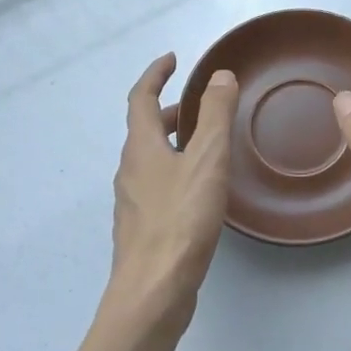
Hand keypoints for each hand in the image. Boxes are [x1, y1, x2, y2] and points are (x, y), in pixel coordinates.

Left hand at [108, 53, 238, 331]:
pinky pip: (157, 186)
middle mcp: (130, 170)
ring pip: (151, 159)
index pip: (140, 98)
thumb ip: (215, 115)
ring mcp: (133, 202)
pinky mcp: (143, 229)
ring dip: (173, 142)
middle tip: (200, 105)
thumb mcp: (207, 160)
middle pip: (144, 130)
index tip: (173, 59)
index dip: (155, 74)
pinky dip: (176, 171)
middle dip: (169, 111)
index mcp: (141, 147)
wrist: (153, 291)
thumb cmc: (180, 220)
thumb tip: (220, 75)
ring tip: (206, 146)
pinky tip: (200, 191)